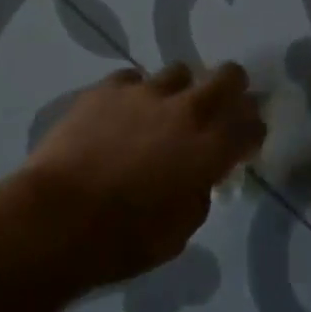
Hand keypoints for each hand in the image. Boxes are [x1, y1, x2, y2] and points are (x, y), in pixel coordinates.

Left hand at [18, 63, 264, 288]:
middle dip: (232, 89)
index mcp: (211, 149)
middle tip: (220, 107)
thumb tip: (198, 175)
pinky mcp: (108, 88)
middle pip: (229, 76)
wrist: (58, 218)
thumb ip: (199, 191)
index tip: (245, 141)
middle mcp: (186, 110)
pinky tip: (122, 113)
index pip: (252, 124)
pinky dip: (135, 94)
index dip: (253, 131)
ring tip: (162, 112)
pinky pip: (132, 79)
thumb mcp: (180, 230)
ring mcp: (145, 92)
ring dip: (179, 91)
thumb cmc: (124, 239)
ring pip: (179, 72)